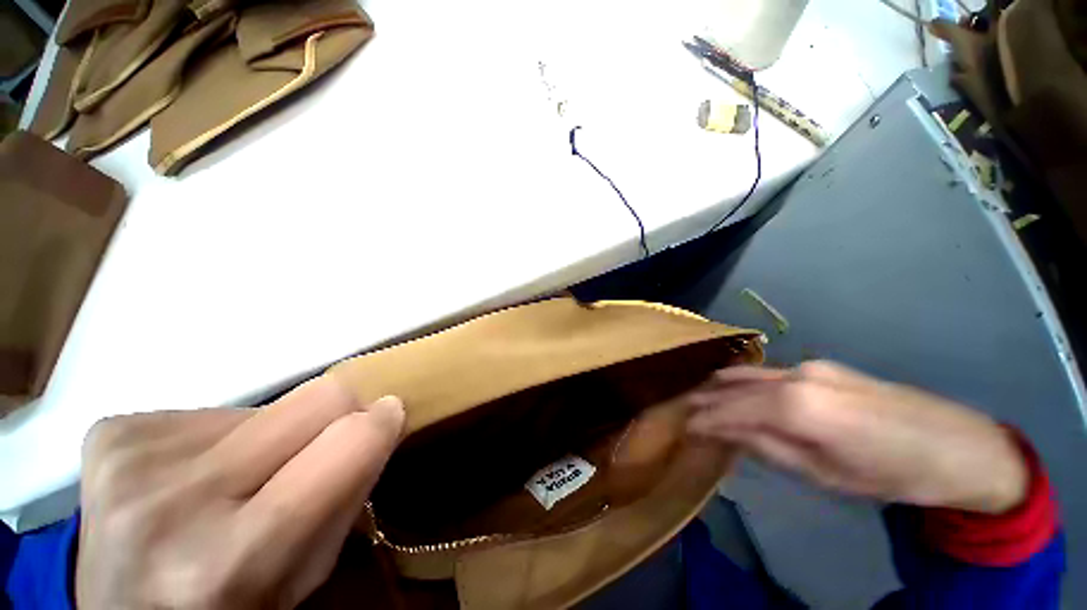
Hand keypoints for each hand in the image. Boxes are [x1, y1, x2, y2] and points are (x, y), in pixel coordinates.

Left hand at [77, 377, 404, 609]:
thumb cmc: (227, 608)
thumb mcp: (304, 574)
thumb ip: (348, 493)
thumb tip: (381, 421)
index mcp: (230, 560)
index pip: (347, 443)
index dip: (380, 421)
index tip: (389, 415)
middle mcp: (176, 504)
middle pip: (314, 399)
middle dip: (336, 412)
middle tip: (323, 442)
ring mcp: (133, 462)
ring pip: (263, 406)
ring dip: (267, 437)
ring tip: (236, 479)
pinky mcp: (111, 434)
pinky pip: (205, 413)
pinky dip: (217, 439)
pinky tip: (190, 476)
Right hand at [686, 361, 1027, 513]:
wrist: (959, 446)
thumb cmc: (891, 474)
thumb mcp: (825, 475)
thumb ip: (770, 448)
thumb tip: (728, 433)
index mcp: (796, 407)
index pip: (732, 410)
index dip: (705, 419)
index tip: (684, 427)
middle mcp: (795, 377)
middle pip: (736, 385)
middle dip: (707, 398)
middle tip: (684, 410)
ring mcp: (810, 366)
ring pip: (751, 374)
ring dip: (723, 386)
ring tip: (702, 397)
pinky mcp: (823, 366)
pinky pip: (771, 374)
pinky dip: (747, 383)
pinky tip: (741, 392)